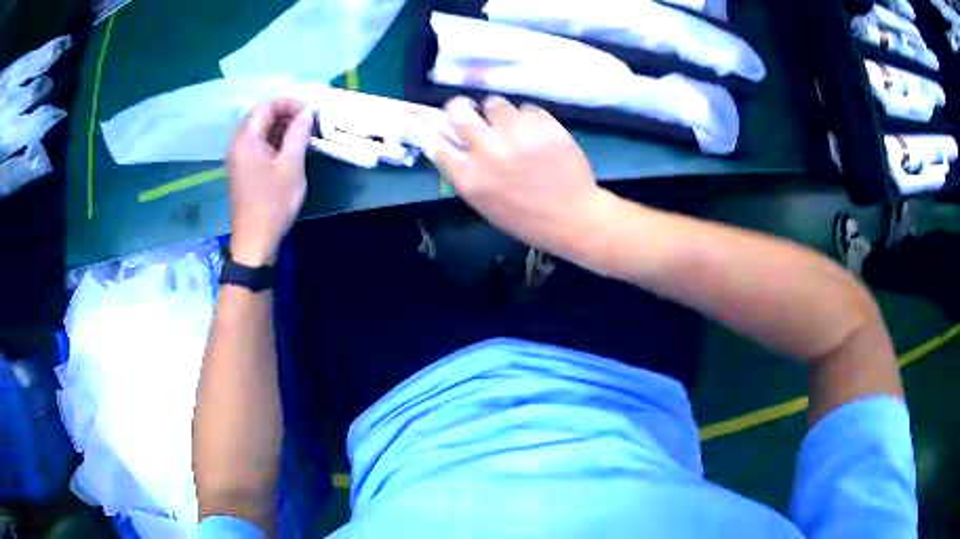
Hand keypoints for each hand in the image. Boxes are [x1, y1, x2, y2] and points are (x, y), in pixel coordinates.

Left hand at [226, 98, 312, 265]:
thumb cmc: (273, 202)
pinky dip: (272, 140)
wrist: (255, 240)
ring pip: (258, 130)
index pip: (265, 107)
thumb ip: (298, 134)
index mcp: (246, 140)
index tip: (310, 111)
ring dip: (279, 126)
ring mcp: (237, 158)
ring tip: (301, 133)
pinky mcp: (240, 169)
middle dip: (284, 113)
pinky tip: (288, 148)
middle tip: (307, 120)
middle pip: (259, 116)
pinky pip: (255, 144)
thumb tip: (307, 112)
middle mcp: (237, 144)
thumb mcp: (291, 166)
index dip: (288, 103)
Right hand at [409, 96, 615, 257]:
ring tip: (513, 127)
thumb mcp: (483, 201)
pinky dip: (528, 118)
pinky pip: (526, 108)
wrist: (571, 217)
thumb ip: (465, 170)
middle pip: (459, 111)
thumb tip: (452, 141)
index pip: (434, 142)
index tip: (411, 112)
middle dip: (461, 107)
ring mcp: (516, 133)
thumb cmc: (524, 217)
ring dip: (499, 112)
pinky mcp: (543, 124)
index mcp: (468, 176)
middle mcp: (487, 149)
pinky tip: (538, 135)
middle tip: (469, 109)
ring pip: (494, 102)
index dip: (420, 125)